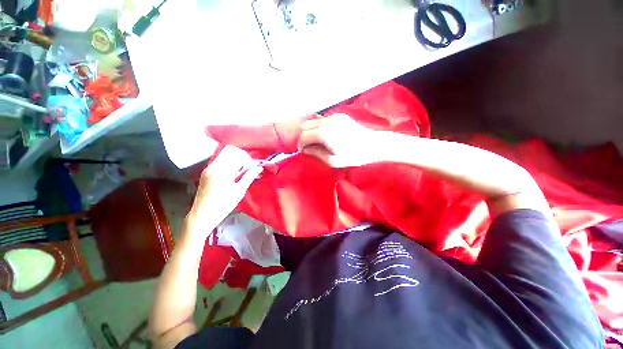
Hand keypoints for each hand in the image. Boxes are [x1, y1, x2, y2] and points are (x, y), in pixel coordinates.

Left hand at [188, 145, 261, 230]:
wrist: (203, 215)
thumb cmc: (223, 204)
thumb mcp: (239, 190)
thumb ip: (249, 176)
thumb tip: (259, 168)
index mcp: (223, 170)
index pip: (238, 155)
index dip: (248, 159)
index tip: (252, 167)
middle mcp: (214, 166)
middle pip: (229, 150)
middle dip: (241, 156)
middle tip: (247, 167)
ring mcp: (208, 168)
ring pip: (223, 154)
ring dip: (234, 159)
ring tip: (239, 172)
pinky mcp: (205, 172)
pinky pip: (219, 161)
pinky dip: (228, 163)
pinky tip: (231, 175)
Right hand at [297, 113, 381, 166]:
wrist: (373, 145)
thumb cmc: (354, 156)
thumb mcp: (333, 161)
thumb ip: (316, 154)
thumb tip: (306, 149)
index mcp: (324, 134)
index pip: (303, 136)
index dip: (301, 144)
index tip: (303, 151)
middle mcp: (327, 122)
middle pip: (305, 125)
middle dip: (304, 136)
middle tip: (310, 146)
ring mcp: (333, 117)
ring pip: (313, 120)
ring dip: (311, 130)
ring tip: (317, 141)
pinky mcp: (340, 115)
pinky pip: (323, 119)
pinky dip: (319, 126)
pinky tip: (326, 134)